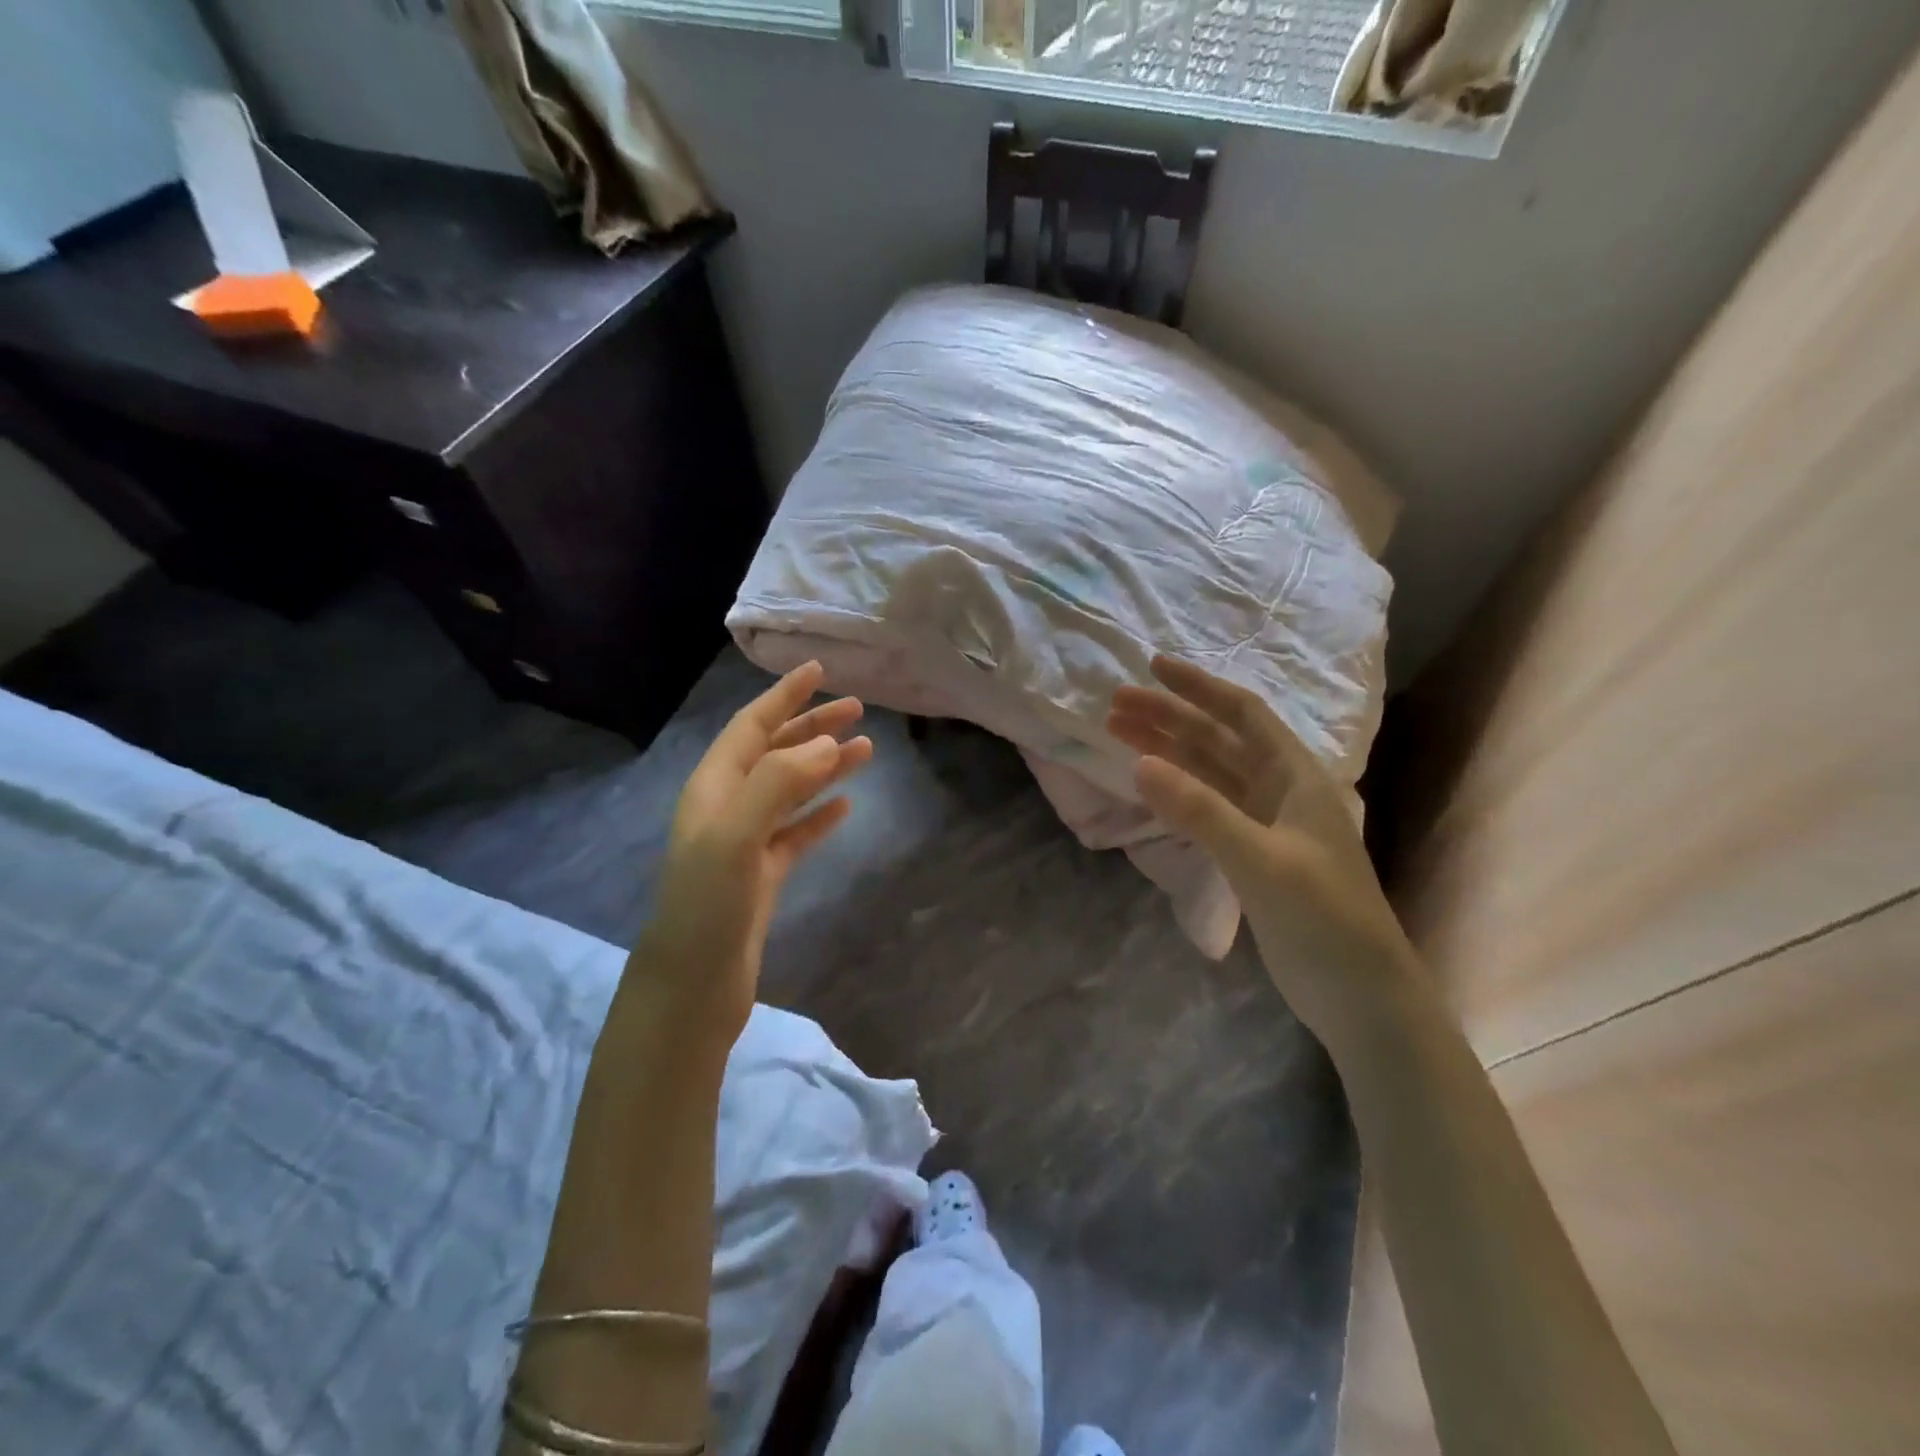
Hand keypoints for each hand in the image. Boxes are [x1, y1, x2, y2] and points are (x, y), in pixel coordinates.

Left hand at [632, 661, 871, 1043]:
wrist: (692, 986)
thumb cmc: (707, 906)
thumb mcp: (736, 836)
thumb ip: (778, 783)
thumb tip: (826, 743)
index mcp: (713, 788)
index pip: (751, 727)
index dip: (783, 697)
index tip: (817, 671)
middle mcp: (728, 806)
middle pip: (775, 752)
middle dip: (812, 726)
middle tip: (857, 708)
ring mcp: (746, 842)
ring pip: (791, 790)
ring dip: (825, 767)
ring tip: (867, 750)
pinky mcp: (763, 875)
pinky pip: (796, 832)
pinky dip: (820, 814)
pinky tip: (846, 807)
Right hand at [1108, 656, 1423, 1052]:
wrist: (1359, 993)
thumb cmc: (1323, 918)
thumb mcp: (1262, 859)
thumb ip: (1200, 811)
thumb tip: (1140, 763)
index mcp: (1296, 777)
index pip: (1242, 714)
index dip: (1198, 687)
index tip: (1152, 667)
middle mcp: (1280, 790)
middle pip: (1217, 740)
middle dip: (1168, 717)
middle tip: (1115, 704)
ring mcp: (1265, 824)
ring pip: (1208, 773)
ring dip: (1167, 751)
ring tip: (1119, 733)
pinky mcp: (1252, 855)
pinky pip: (1207, 807)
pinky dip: (1177, 791)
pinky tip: (1149, 784)